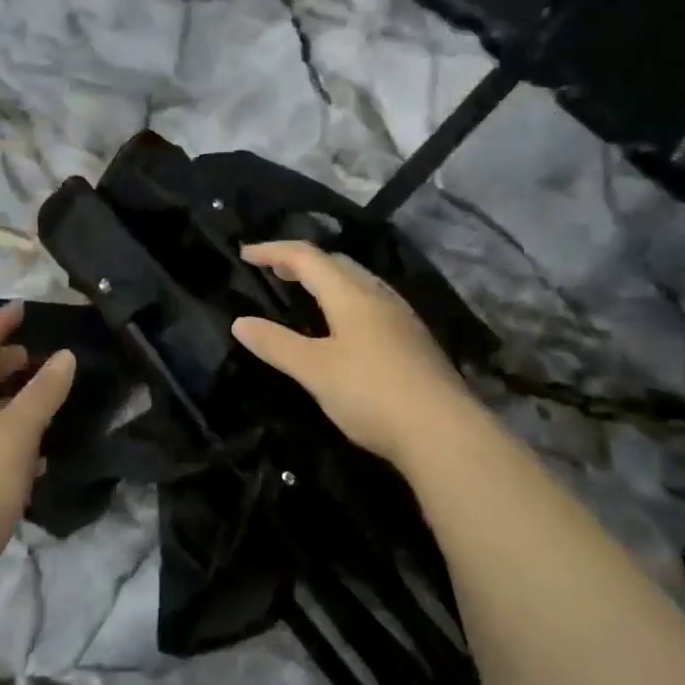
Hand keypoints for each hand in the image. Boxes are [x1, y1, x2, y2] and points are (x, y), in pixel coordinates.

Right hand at [231, 241, 481, 473]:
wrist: (444, 433)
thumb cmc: (371, 394)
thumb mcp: (314, 370)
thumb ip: (276, 344)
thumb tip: (240, 322)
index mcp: (351, 295)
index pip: (306, 257)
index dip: (273, 251)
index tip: (245, 254)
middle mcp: (378, 296)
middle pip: (336, 262)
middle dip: (302, 261)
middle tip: (274, 272)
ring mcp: (401, 318)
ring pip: (358, 282)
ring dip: (327, 279)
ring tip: (306, 294)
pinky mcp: (414, 341)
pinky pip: (372, 303)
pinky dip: (346, 300)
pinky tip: (344, 327)